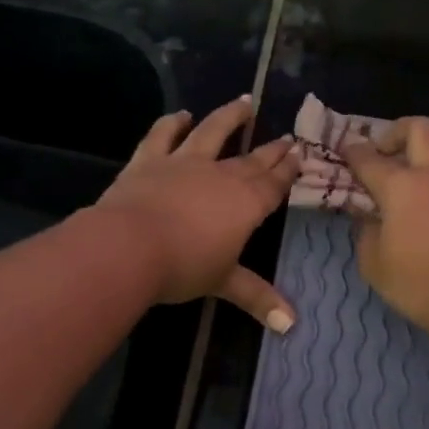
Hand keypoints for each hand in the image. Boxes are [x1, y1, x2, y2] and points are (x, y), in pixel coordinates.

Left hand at [93, 95, 299, 330]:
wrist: (129, 246)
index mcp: (246, 203)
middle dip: (271, 149)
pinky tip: (181, 115)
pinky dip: (173, 123)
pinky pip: (163, 135)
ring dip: (230, 117)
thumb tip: (291, 325)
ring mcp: (184, 162)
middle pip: (252, 158)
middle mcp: (221, 175)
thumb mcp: (224, 283)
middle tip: (286, 137)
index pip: (274, 183)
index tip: (300, 153)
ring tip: (244, 103)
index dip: (288, 169)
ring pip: (212, 132)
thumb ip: (257, 297)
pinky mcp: (149, 159)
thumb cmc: (184, 267)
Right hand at [343, 116, 428, 344]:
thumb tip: (368, 217)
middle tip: (390, 150)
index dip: (354, 151)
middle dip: (398, 131)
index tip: (347, 150)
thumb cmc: (419, 286)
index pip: (369, 159)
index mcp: (400, 187)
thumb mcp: (374, 266)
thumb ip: (365, 233)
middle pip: (420, 128)